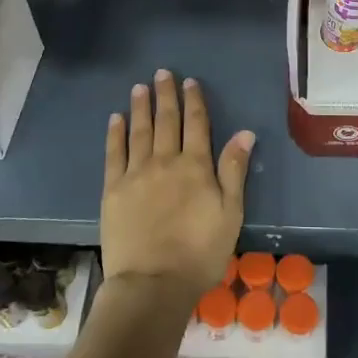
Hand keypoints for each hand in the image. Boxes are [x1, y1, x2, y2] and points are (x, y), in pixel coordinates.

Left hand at [101, 69, 252, 303]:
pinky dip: (116, 134)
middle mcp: (165, 161)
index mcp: (196, 167)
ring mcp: (136, 174)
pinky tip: (116, 120)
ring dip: (140, 108)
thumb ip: (234, 170)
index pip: (196, 125)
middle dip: (166, 95)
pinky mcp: (113, 190)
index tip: (190, 81)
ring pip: (139, 131)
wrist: (153, 283)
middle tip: (162, 74)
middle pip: (166, 121)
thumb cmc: (200, 252)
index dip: (194, 101)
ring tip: (139, 88)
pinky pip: (114, 154)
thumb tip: (244, 133)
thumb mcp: (230, 213)